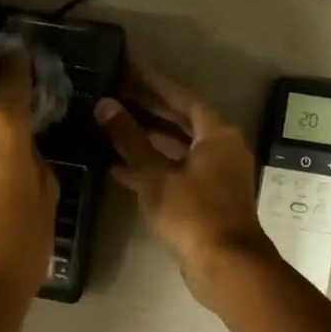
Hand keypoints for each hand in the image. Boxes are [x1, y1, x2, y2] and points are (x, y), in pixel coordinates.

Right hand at [95, 62, 277, 310]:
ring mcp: (214, 173)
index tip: (127, 64)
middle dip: (146, 105)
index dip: (152, 80)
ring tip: (110, 122)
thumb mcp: (155, 174)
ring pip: (175, 145)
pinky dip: (150, 165)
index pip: (180, 95)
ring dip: (146, 136)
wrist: (226, 266)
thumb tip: (105, 105)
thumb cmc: (193, 213)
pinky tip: (116, 165)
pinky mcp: (205, 196)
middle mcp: (220, 147)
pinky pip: (174, 169)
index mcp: (216, 133)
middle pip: (179, 118)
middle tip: (113, 90)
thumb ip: (129, 138)